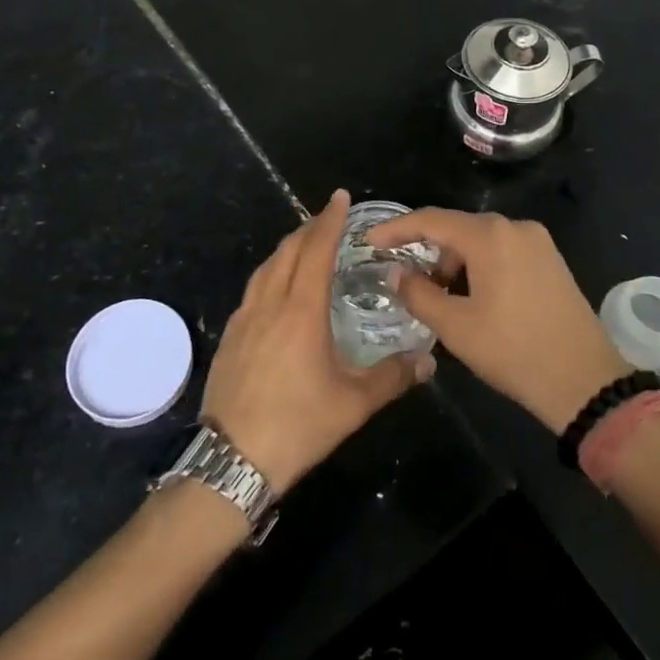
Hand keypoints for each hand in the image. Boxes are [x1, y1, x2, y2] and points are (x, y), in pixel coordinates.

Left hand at [202, 190, 433, 493]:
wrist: (231, 461)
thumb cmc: (297, 426)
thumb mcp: (353, 405)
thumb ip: (393, 378)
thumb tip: (428, 362)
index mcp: (301, 310)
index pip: (316, 250)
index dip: (329, 220)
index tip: (340, 197)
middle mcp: (269, 304)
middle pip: (287, 250)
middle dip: (309, 227)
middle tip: (329, 218)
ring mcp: (244, 319)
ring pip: (266, 267)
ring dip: (287, 248)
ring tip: (304, 245)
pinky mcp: (230, 337)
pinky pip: (253, 289)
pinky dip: (270, 273)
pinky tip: (277, 290)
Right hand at [366, 209, 631, 434]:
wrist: (584, 380)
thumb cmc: (513, 350)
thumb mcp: (455, 327)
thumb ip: (418, 293)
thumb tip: (396, 273)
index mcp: (490, 236)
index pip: (431, 220)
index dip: (396, 229)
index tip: (370, 243)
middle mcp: (515, 227)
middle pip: (457, 228)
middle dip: (428, 252)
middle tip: (408, 283)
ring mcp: (538, 242)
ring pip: (481, 241)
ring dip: (455, 263)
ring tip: (442, 299)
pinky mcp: (551, 260)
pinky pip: (503, 251)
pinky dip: (480, 267)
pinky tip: (473, 297)